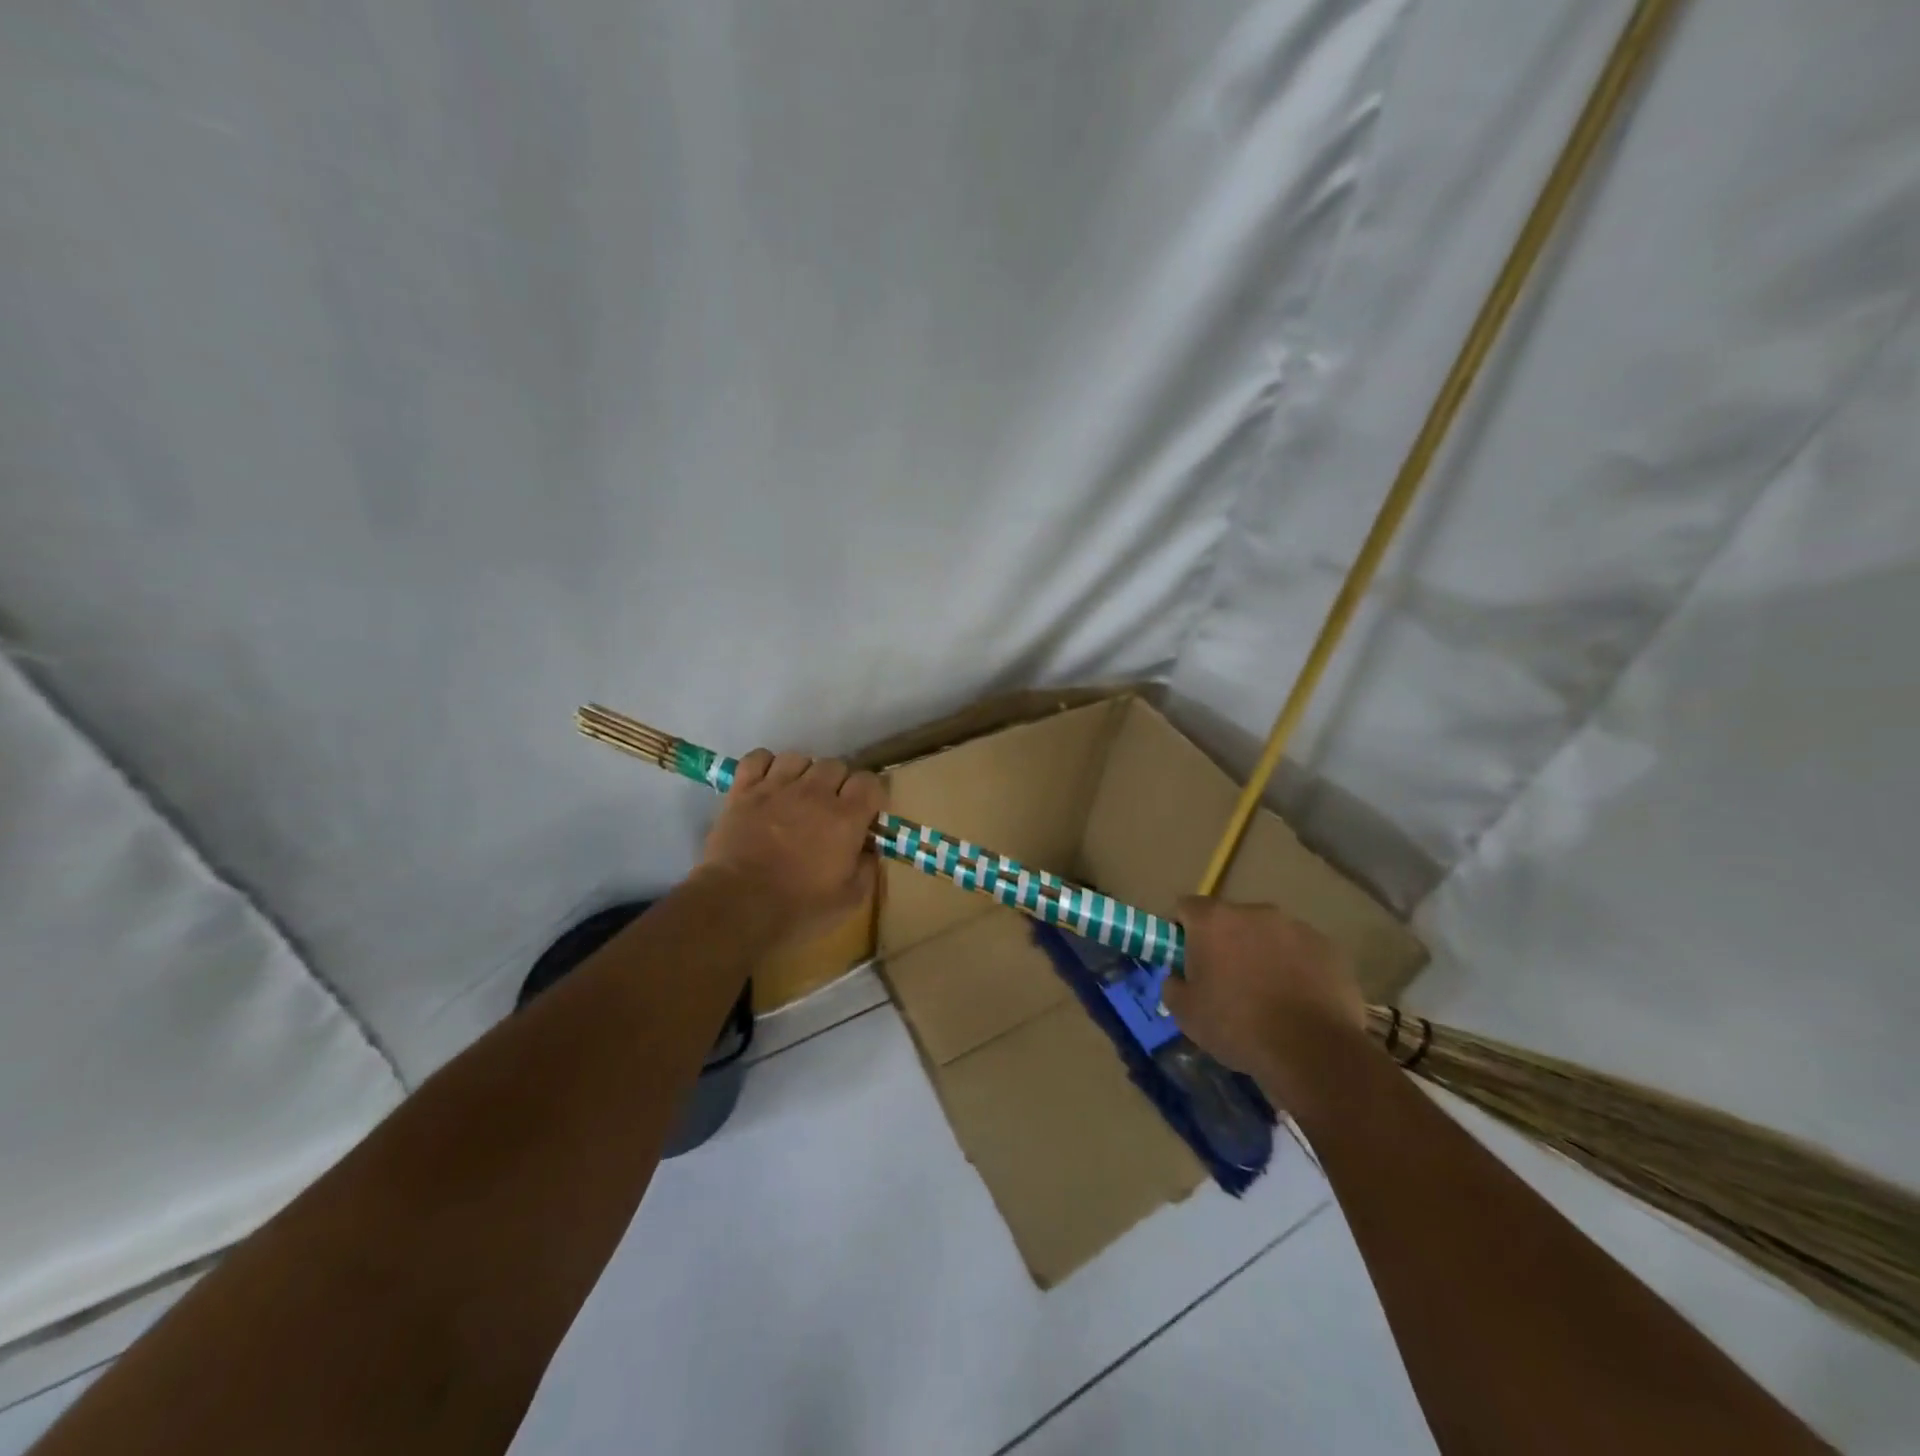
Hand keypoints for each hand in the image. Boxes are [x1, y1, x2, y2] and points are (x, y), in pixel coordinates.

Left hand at [699, 750, 885, 941]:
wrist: (737, 906)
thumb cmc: (799, 908)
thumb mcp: (849, 899)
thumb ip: (867, 868)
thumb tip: (869, 849)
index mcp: (846, 817)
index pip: (869, 782)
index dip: (871, 795)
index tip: (866, 813)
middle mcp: (814, 793)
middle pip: (835, 765)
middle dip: (838, 783)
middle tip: (831, 808)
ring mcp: (776, 787)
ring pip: (798, 758)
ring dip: (803, 773)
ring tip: (798, 795)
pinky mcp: (743, 791)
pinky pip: (758, 758)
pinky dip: (765, 765)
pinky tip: (767, 783)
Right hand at [1163, 896, 1365, 1089]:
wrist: (1313, 1051)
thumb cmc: (1238, 1026)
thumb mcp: (1186, 1014)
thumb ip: (1173, 984)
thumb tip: (1178, 976)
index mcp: (1213, 920)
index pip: (1185, 907)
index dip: (1181, 931)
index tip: (1184, 958)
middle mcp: (1254, 911)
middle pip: (1229, 919)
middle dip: (1225, 943)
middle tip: (1225, 981)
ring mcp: (1296, 927)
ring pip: (1268, 935)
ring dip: (1261, 953)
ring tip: (1267, 995)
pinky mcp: (1329, 947)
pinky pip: (1301, 951)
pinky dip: (1295, 967)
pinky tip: (1298, 1001)